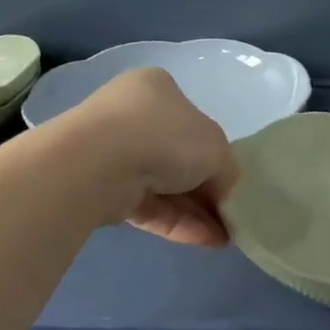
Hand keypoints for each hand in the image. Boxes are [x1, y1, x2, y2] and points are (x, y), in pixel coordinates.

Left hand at [67, 67, 238, 246]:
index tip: (230, 179)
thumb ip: (227, 168)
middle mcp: (131, 115)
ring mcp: (112, 154)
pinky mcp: (102, 190)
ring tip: (225, 237)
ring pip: (164, 186)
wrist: (99, 163)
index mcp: (156, 88)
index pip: (192, 121)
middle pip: (178, 157)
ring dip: (197, 212)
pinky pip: (148, 206)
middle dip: (206, 189)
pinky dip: (178, 222)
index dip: (215, 152)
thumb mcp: (216, 147)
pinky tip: (206, 241)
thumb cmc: (165, 136)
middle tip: (230, 213)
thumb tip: (224, 190)